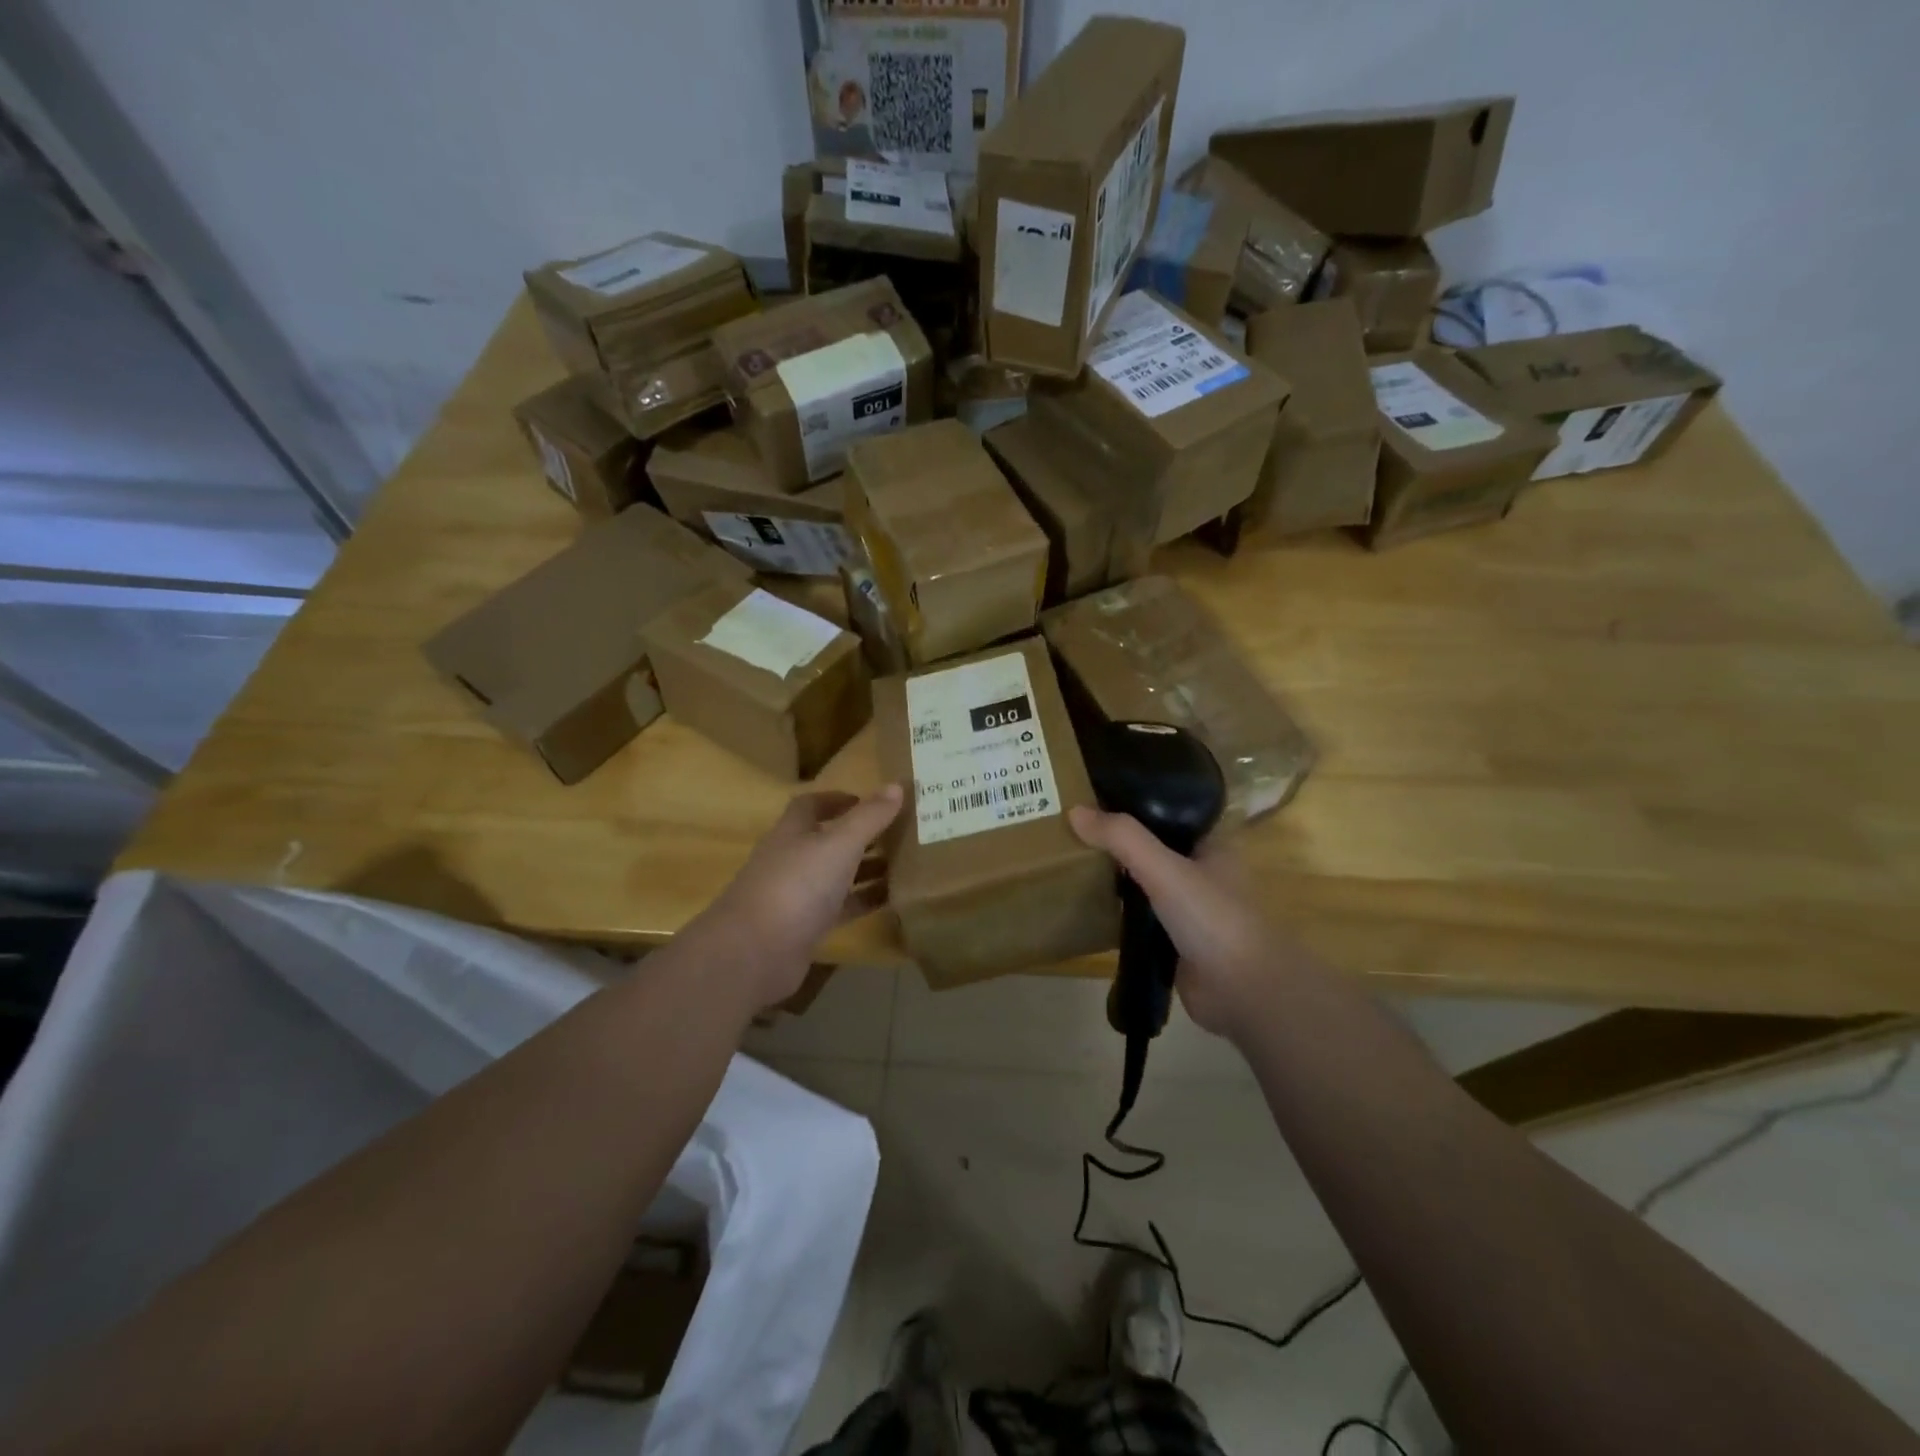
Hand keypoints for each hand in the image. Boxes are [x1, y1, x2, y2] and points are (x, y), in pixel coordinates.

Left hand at [698, 786, 903, 1008]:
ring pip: (836, 875)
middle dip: (860, 835)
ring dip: (865, 868)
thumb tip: (896, 785)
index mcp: (792, 832)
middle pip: (827, 840)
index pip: (810, 806)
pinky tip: (894, 899)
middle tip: (899, 832)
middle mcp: (792, 860)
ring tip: (906, 864)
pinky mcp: (805, 929)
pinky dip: (864, 901)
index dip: (837, 799)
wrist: (755, 953)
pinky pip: (841, 908)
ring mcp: (797, 896)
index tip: (869, 801)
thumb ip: (869, 817)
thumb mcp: (839, 844)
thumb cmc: (797, 886)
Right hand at [1069, 806, 1290, 1039]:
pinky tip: (1087, 904)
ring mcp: (1189, 909)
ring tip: (1072, 861)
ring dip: (1116, 877)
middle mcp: (1202, 872)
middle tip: (1072, 829)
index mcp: (1211, 845)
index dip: (1133, 803)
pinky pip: (1139, 917)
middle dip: (1117, 842)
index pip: (1168, 812)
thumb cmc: (1212, 918)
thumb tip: (1075, 811)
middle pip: (1151, 847)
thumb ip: (1122, 839)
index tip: (1093, 797)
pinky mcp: (1174, 942)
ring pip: (1144, 883)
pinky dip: (1118, 912)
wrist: (1242, 993)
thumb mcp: (1164, 869)